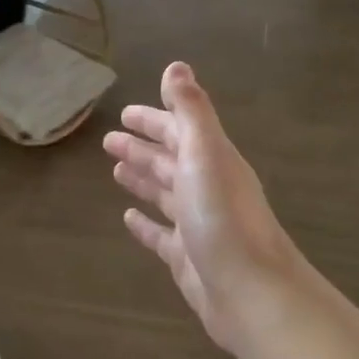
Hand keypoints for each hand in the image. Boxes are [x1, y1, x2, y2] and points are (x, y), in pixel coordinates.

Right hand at [103, 62, 302, 356]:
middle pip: (170, 161)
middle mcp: (207, 189)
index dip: (153, 120)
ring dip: (143, 180)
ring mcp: (197, 225)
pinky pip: (161, 235)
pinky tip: (128, 219)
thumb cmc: (223, 219)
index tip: (125, 113)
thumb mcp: (206, 155)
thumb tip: (176, 66)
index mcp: (212, 161)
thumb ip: (191, 111)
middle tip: (108, 141)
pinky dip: (145, 224)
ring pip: (165, 195)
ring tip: (116, 171)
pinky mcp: (187, 258)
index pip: (179, 131)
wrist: (250, 292)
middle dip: (142, 148)